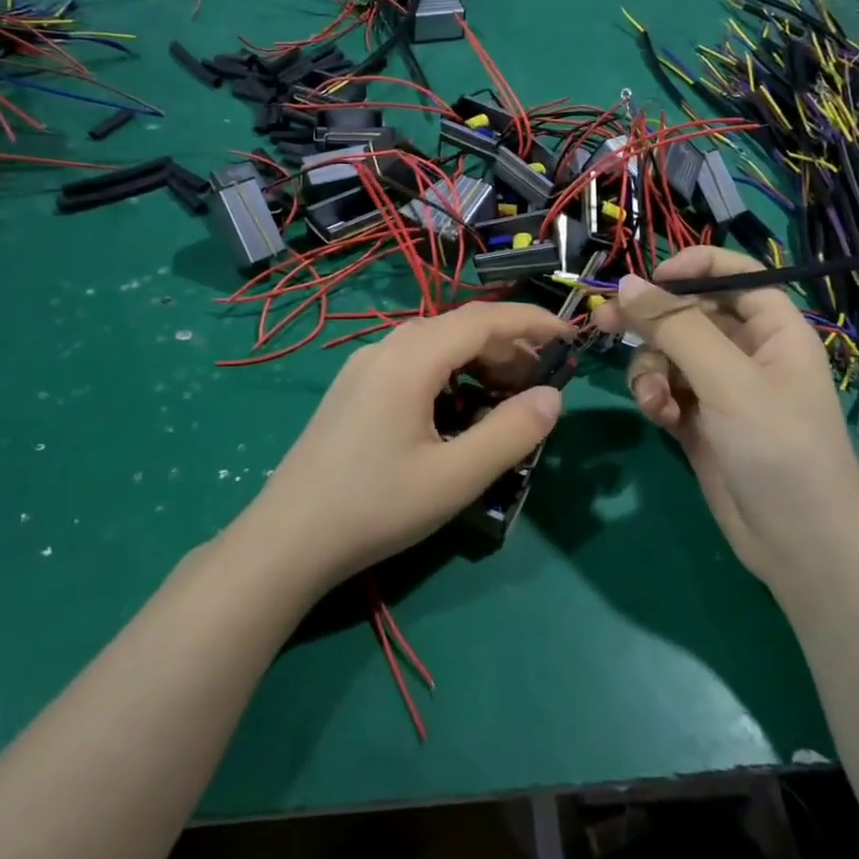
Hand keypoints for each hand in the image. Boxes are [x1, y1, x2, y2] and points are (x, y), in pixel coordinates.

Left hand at [242, 302, 571, 585]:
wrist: (287, 539)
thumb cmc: (376, 507)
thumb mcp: (455, 477)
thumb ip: (511, 432)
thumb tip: (553, 397)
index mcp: (410, 359)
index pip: (483, 319)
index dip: (531, 322)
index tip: (571, 336)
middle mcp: (384, 349)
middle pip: (458, 326)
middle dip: (507, 345)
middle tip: (542, 382)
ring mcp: (363, 367)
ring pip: (434, 343)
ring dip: (477, 358)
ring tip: (507, 395)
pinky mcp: (353, 388)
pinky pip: (412, 361)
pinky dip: (449, 372)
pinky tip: (458, 408)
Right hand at [592, 246, 858, 581]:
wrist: (798, 544)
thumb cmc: (778, 448)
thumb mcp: (728, 381)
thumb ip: (676, 328)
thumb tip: (626, 283)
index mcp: (774, 329)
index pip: (734, 275)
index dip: (692, 269)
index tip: (648, 280)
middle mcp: (748, 352)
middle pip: (690, 314)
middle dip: (652, 322)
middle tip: (606, 324)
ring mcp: (722, 388)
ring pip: (669, 354)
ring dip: (652, 371)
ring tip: (654, 399)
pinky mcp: (700, 421)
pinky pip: (666, 390)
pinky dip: (657, 399)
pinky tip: (660, 418)